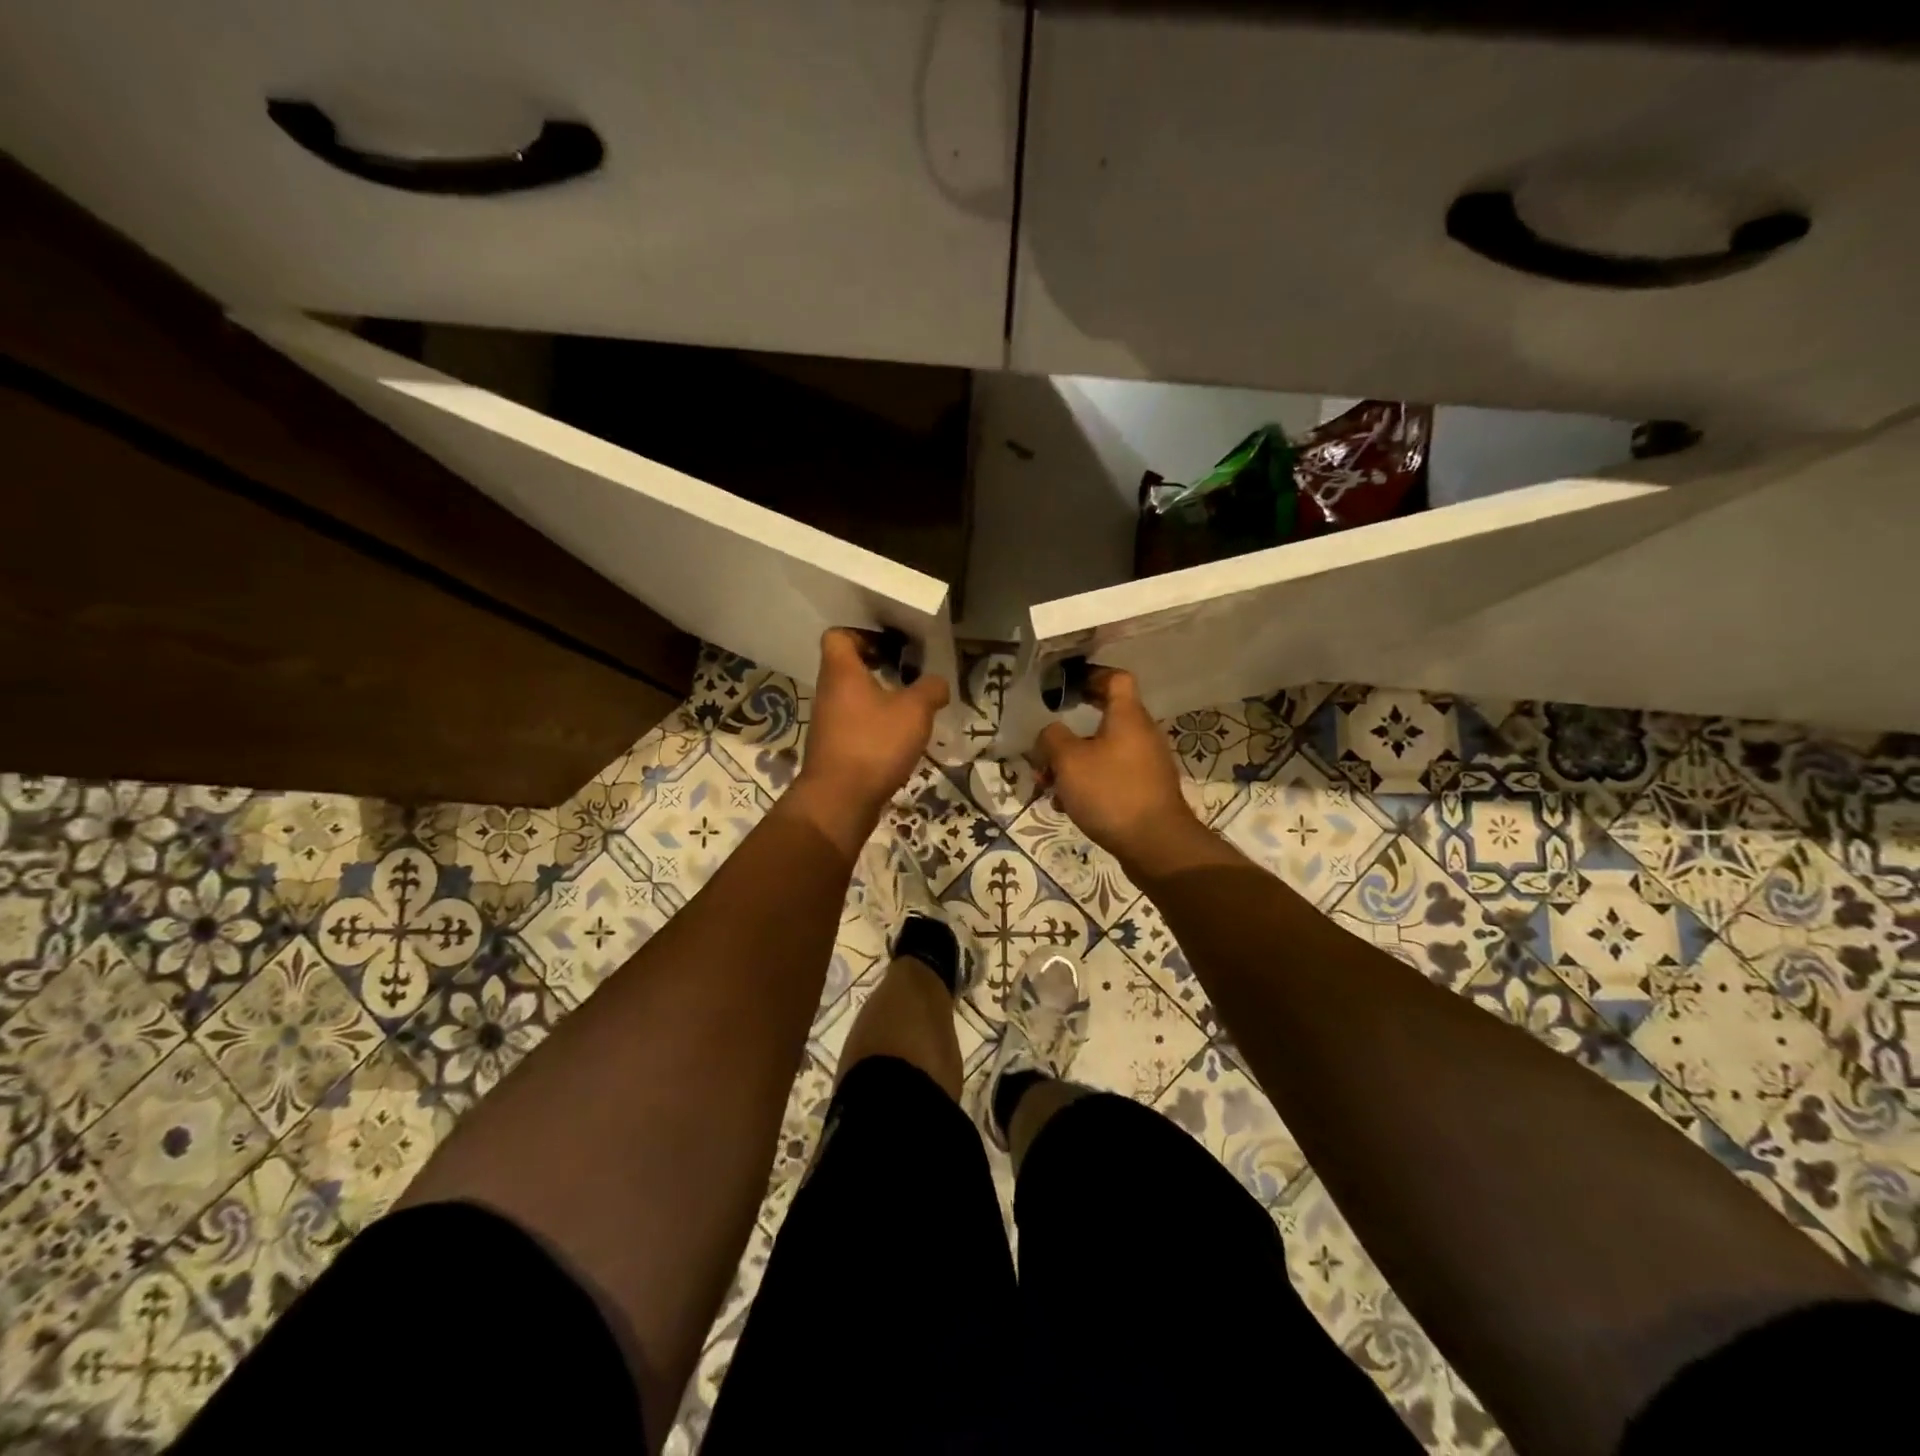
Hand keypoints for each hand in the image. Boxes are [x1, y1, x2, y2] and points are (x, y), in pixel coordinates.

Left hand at [797, 628, 949, 822]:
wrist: (840, 800)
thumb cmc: (874, 744)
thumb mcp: (914, 711)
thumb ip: (930, 689)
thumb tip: (938, 683)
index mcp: (841, 672)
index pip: (838, 636)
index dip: (863, 634)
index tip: (892, 647)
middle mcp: (828, 693)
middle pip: (847, 667)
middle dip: (878, 668)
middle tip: (909, 674)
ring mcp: (828, 723)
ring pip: (852, 698)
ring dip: (879, 699)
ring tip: (910, 708)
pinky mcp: (833, 749)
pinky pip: (854, 725)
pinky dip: (875, 726)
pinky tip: (899, 739)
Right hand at [1032, 668, 1203, 868]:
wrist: (1155, 844)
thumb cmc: (1110, 792)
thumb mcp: (1068, 760)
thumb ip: (1052, 738)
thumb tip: (1050, 733)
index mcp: (1128, 716)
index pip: (1116, 678)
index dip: (1092, 675)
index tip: (1067, 686)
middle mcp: (1142, 734)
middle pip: (1105, 717)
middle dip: (1070, 731)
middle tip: (1047, 739)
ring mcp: (1146, 764)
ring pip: (1103, 751)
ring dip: (1074, 762)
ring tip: (1048, 783)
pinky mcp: (1145, 791)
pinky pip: (1111, 776)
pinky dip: (1088, 783)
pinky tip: (1067, 804)